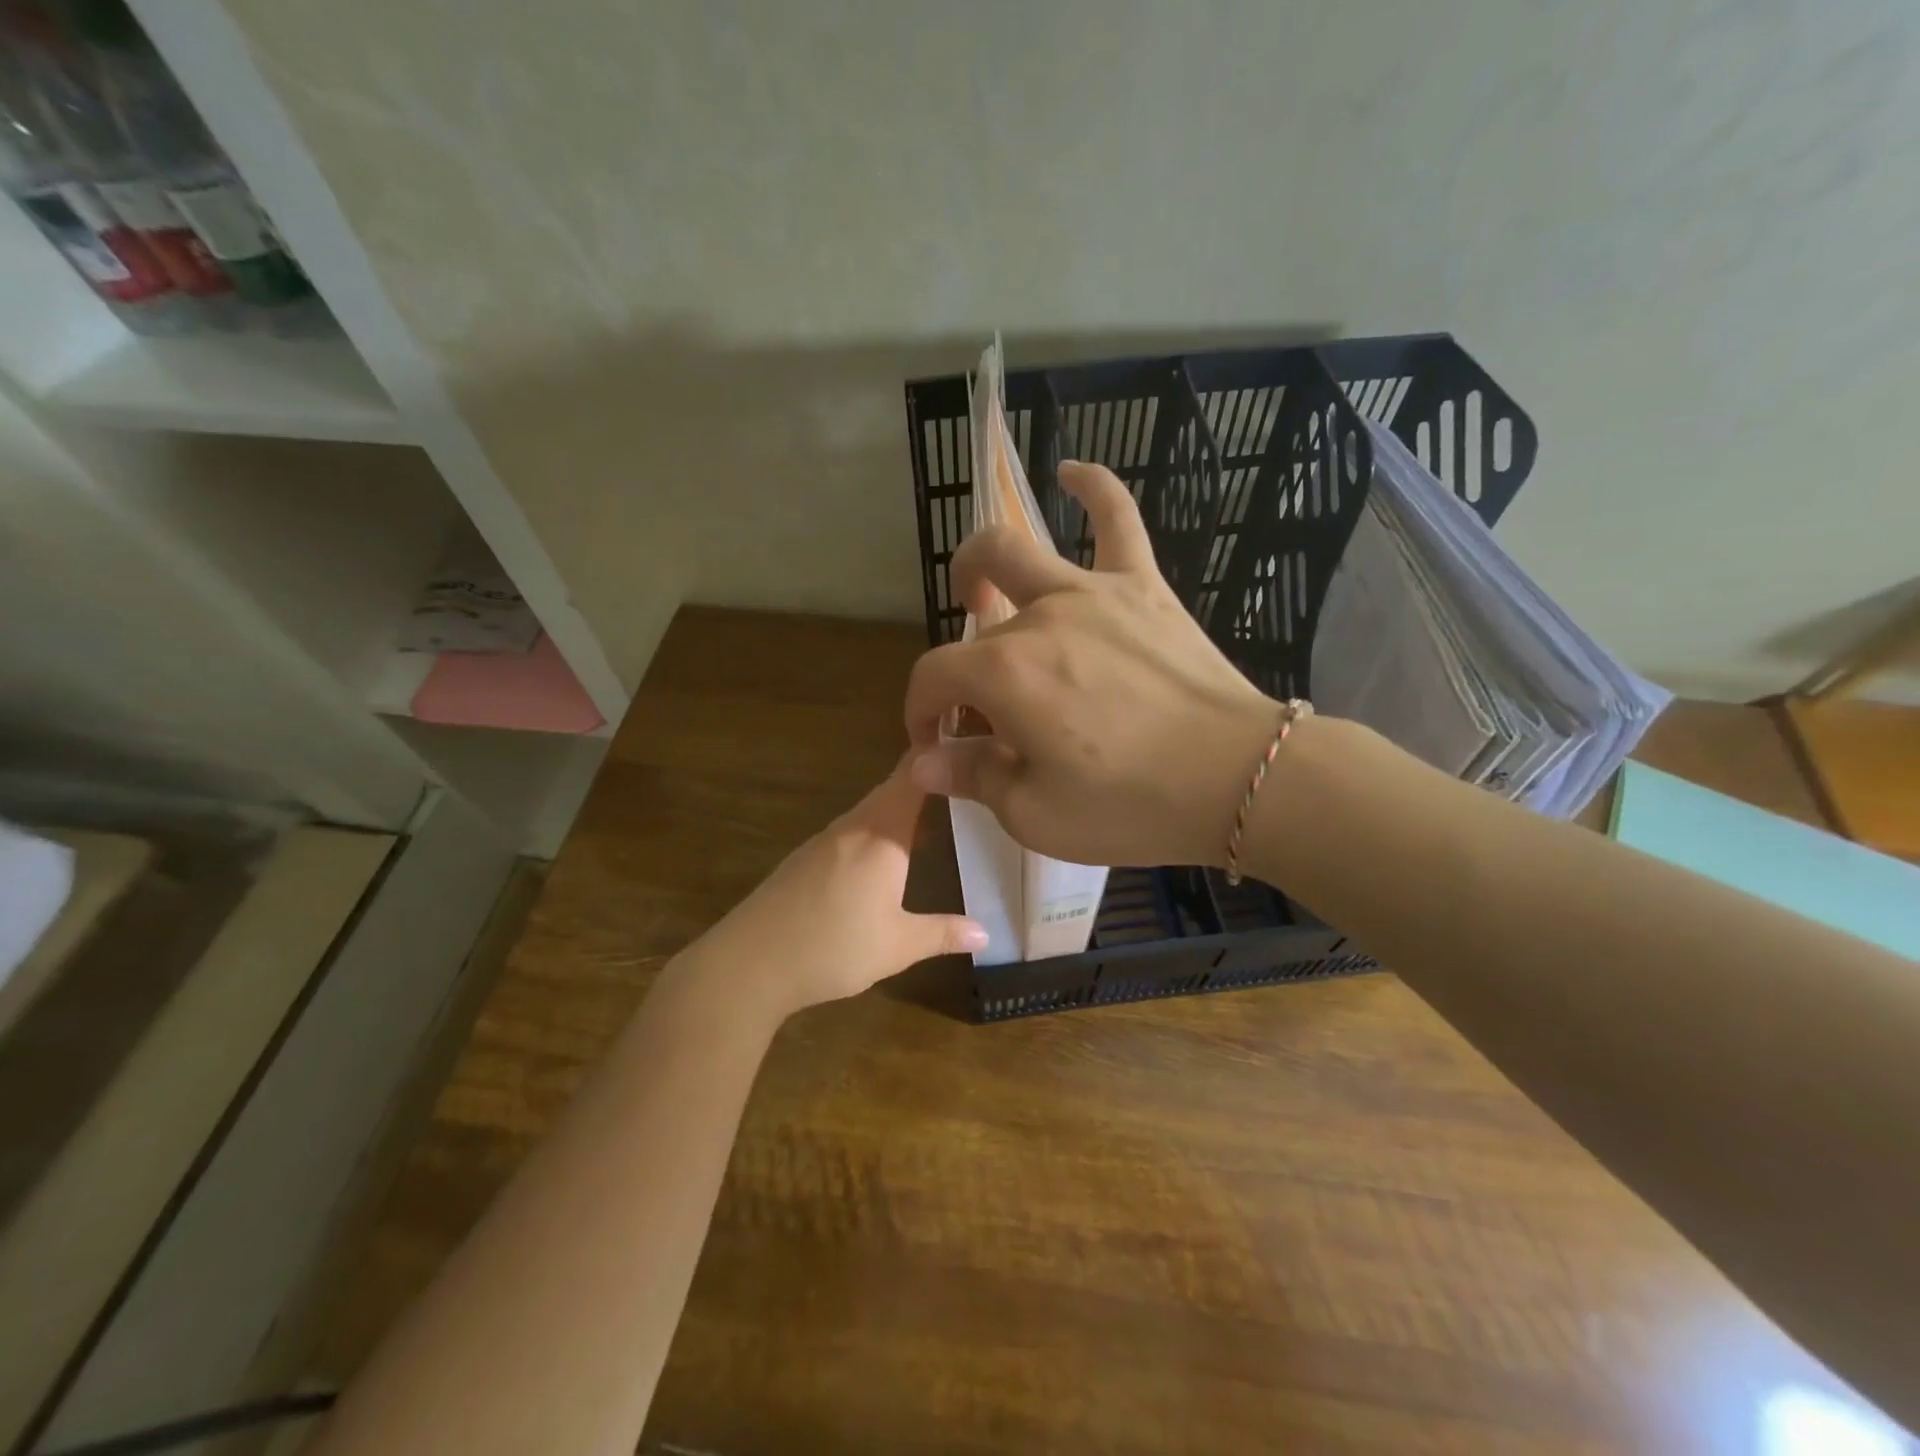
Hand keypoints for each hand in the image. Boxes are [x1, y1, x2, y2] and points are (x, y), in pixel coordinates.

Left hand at [685, 760, 986, 1021]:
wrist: (749, 964)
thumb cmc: (834, 948)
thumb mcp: (899, 946)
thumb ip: (943, 934)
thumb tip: (985, 932)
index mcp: (881, 836)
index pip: (912, 778)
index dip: (935, 755)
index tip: (962, 742)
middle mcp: (852, 827)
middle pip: (892, 791)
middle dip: (923, 785)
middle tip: (958, 784)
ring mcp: (823, 841)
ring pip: (869, 813)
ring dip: (898, 811)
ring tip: (930, 821)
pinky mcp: (804, 860)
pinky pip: (850, 833)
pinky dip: (875, 832)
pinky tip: (882, 860)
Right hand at [905, 461, 1282, 868]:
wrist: (1239, 780)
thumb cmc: (1132, 807)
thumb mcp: (1036, 815)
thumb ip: (972, 778)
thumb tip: (922, 762)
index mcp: (1005, 673)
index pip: (933, 677)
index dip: (921, 711)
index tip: (934, 745)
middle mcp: (1039, 616)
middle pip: (974, 624)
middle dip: (957, 662)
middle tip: (972, 699)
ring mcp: (1093, 591)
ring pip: (1018, 550)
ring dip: (981, 564)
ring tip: (977, 587)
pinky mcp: (1144, 586)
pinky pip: (1118, 518)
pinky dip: (1093, 487)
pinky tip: (1072, 472)